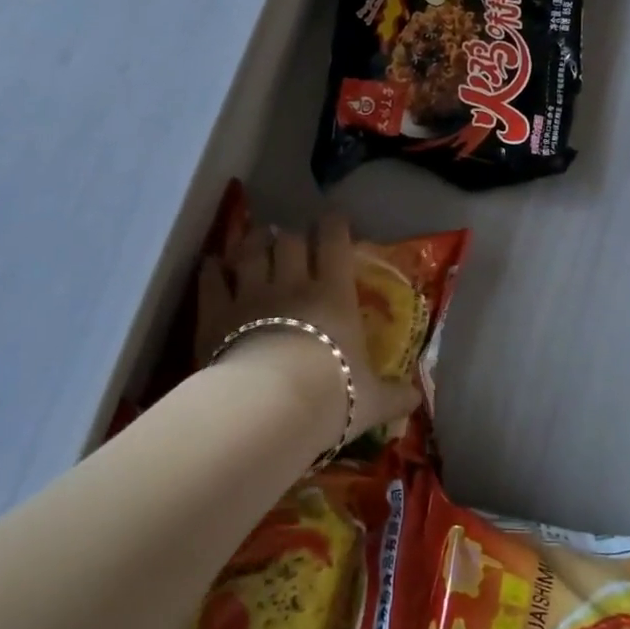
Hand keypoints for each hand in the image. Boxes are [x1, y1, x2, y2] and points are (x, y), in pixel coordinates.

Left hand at [196, 213, 418, 450]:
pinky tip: (213, 265)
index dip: (334, 226)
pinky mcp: (216, 314)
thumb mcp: (372, 400)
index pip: (335, 242)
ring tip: (256, 239)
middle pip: (289, 241)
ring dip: (253, 241)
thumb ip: (394, 395)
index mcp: (333, 294)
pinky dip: (212, 269)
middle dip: (291, 235)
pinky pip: (212, 280)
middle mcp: (292, 283)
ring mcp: (251, 295)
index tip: (334, 219)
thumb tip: (416, 398)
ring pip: (250, 251)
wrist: (270, 409)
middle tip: (292, 238)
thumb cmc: (331, 396)